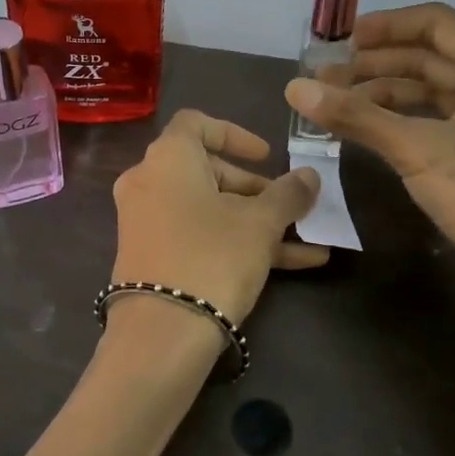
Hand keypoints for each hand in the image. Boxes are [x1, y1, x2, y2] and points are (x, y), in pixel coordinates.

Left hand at [111, 111, 326, 323]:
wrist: (162, 333)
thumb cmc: (213, 256)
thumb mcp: (260, 223)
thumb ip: (288, 193)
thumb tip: (309, 176)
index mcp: (168, 157)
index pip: (197, 123)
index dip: (236, 134)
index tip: (268, 156)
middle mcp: (148, 181)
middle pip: (206, 170)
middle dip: (255, 189)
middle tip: (290, 207)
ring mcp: (145, 221)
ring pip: (207, 208)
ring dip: (256, 221)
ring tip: (306, 240)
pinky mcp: (150, 256)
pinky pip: (196, 235)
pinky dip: (235, 241)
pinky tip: (293, 264)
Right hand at [282, 3, 454, 340]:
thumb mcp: (417, 150)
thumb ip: (356, 116)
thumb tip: (294, 88)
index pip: (436, 22)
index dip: (385, 26)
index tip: (340, 41)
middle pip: (435, 58)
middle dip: (379, 65)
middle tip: (329, 81)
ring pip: (440, 93)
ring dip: (391, 95)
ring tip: (343, 108)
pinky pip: (448, 123)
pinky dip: (411, 122)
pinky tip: (378, 136)